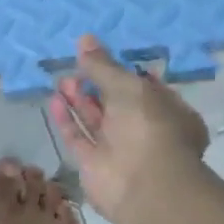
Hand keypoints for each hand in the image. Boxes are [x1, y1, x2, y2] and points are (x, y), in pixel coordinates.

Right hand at [49, 34, 207, 222]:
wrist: (143, 184)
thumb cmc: (148, 127)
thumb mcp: (128, 86)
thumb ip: (103, 65)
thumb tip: (85, 39)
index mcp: (168, 112)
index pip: (145, 88)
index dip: (123, 73)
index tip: (101, 59)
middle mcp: (144, 130)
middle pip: (116, 103)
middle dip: (95, 85)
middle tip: (74, 68)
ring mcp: (118, 149)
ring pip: (95, 120)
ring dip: (79, 100)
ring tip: (62, 80)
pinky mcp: (94, 164)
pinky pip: (79, 137)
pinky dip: (67, 119)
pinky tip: (55, 101)